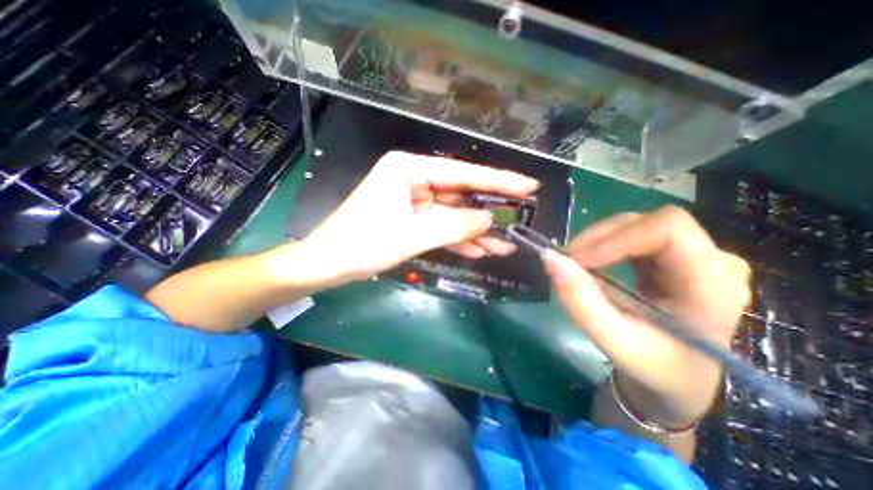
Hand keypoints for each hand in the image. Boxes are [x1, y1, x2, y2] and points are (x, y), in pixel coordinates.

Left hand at [295, 152, 539, 284]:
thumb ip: (454, 225)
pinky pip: (441, 226)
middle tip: (520, 222)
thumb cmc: (363, 244)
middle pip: (460, 194)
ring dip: (476, 232)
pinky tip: (480, 250)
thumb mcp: (412, 235)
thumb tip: (491, 220)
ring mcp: (414, 200)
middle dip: (488, 212)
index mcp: (409, 169)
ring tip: (505, 245)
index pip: (462, 173)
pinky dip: (459, 239)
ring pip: (453, 214)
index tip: (528, 185)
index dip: (498, 180)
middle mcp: (414, 179)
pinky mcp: (412, 219)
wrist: (329, 264)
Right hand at [539, 204, 750, 426]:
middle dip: (600, 237)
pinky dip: (604, 244)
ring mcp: (696, 254)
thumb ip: (580, 300)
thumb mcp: (613, 340)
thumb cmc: (653, 366)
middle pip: (649, 222)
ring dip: (599, 239)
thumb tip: (550, 258)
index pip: (667, 229)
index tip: (578, 259)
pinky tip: (591, 262)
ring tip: (575, 262)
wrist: (677, 378)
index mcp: (714, 284)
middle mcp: (714, 260)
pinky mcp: (675, 256)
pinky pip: (633, 234)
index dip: (616, 237)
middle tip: (568, 261)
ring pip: (638, 224)